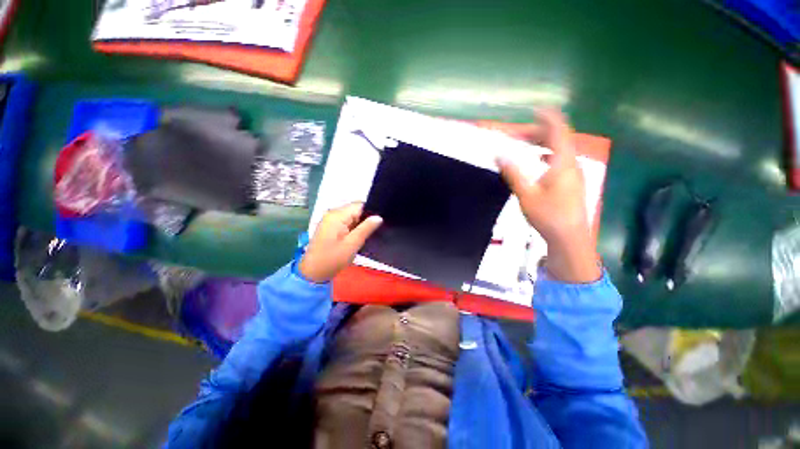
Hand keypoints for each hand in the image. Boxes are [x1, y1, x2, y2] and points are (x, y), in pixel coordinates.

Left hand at [299, 203, 382, 282]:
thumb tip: (379, 217)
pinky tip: (360, 236)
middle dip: (366, 218)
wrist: (313, 273)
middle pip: (355, 210)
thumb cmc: (333, 259)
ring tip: (371, 233)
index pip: (359, 206)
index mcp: (337, 216)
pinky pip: (346, 222)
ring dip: (361, 224)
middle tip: (378, 229)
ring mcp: (330, 220)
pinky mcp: (330, 227)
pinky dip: (354, 228)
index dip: (371, 212)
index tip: (382, 221)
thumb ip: (366, 229)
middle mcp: (333, 214)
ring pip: (352, 217)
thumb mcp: (352, 244)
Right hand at [496, 110, 600, 282]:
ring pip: (558, 150)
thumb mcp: (527, 194)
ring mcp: (573, 173)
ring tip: (524, 144)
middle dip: (537, 132)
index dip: (548, 118)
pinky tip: (538, 160)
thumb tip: (499, 155)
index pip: (558, 131)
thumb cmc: (549, 215)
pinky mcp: (571, 182)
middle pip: (557, 139)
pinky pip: (559, 160)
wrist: (569, 237)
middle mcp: (571, 164)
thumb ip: (513, 173)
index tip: (535, 109)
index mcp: (563, 163)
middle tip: (516, 134)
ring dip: (541, 143)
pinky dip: (546, 154)